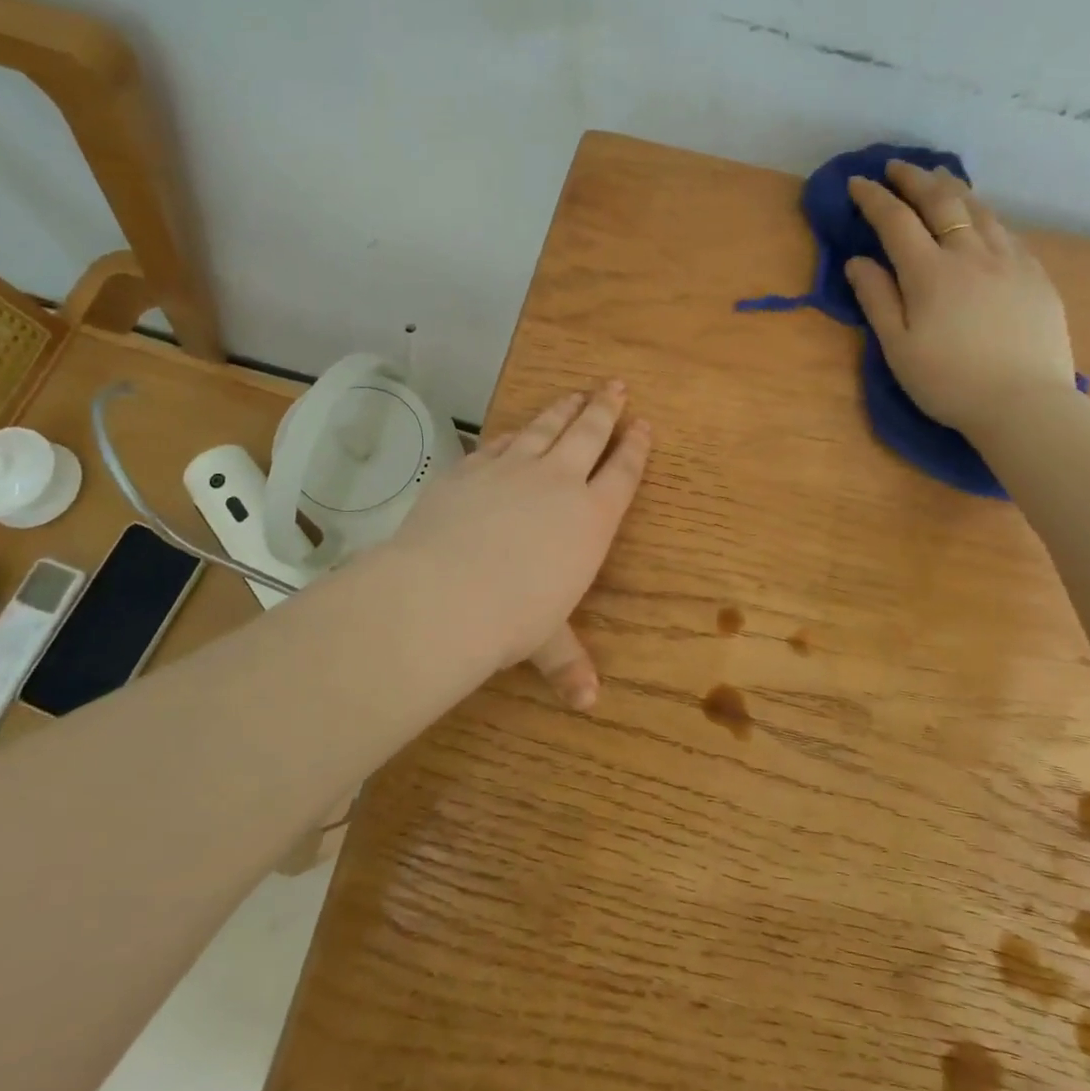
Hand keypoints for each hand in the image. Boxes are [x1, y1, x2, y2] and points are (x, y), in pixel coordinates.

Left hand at [382, 381, 650, 709]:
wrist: (446, 592)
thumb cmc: (513, 618)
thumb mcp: (546, 642)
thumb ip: (568, 662)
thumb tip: (588, 704)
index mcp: (591, 519)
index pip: (622, 473)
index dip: (635, 447)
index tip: (643, 424)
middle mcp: (559, 483)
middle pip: (589, 434)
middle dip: (605, 409)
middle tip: (615, 386)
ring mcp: (514, 468)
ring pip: (547, 427)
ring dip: (565, 408)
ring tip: (578, 392)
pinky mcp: (473, 467)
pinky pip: (501, 441)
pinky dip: (515, 432)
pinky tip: (517, 429)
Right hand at [844, 160, 1075, 438]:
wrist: (1025, 404)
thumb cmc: (949, 383)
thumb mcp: (898, 348)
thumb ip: (877, 299)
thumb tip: (858, 261)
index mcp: (930, 272)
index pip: (896, 221)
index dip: (874, 199)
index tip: (857, 183)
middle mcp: (970, 253)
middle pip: (941, 201)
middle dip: (915, 179)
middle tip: (897, 167)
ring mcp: (1009, 260)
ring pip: (979, 209)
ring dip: (952, 188)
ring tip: (937, 179)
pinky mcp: (1036, 274)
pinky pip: (1005, 230)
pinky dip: (983, 214)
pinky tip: (980, 218)